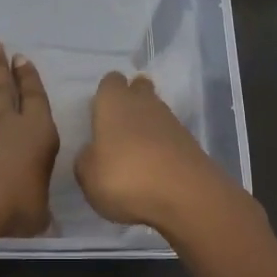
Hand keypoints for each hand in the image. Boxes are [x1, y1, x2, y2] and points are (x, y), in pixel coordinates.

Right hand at [75, 71, 237, 234]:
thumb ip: (86, 159)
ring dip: (146, 126)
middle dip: (130, 101)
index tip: (98, 115)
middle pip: (138, 88)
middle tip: (117, 129)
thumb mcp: (88, 176)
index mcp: (113, 102)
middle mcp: (143, 103)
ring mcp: (171, 121)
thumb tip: (92, 152)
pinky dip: (162, 147)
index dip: (105, 95)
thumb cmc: (125, 177)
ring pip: (155, 112)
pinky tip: (154, 169)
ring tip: (134, 155)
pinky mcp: (190, 142)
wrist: (185, 195)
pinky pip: (170, 136)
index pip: (110, 81)